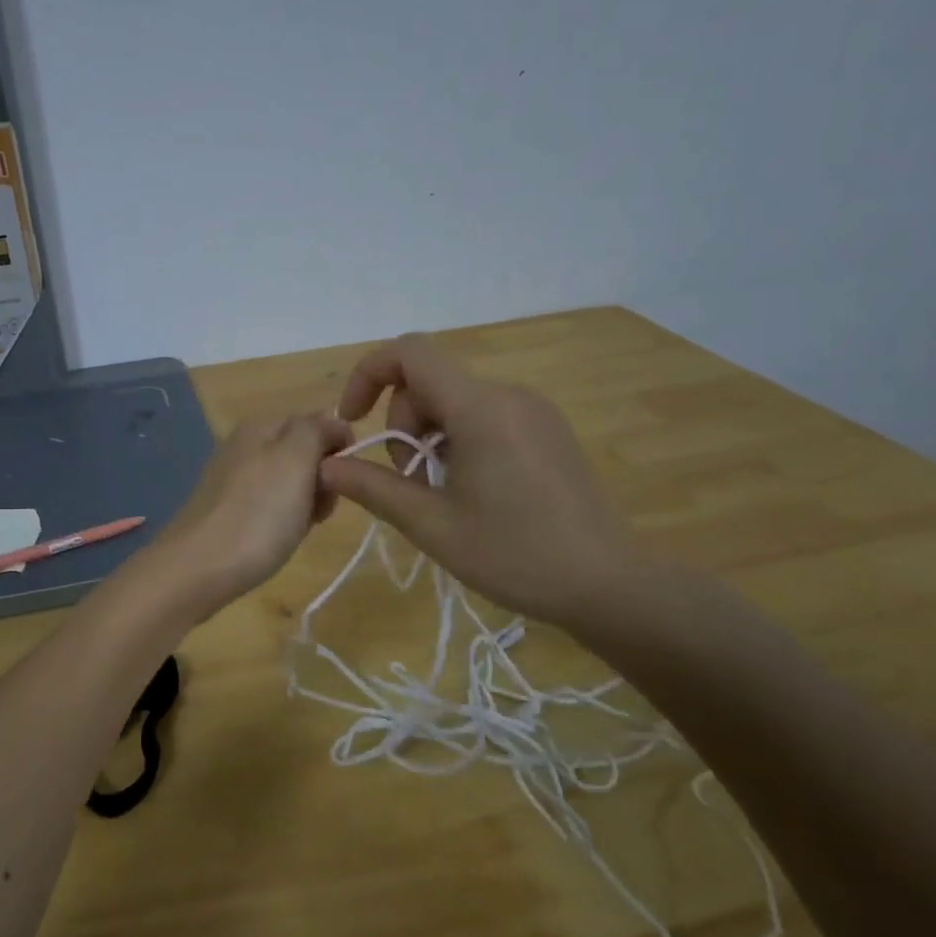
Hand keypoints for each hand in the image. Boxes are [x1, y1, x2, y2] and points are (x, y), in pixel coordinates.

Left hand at [142, 412, 353, 620]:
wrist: (197, 569)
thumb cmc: (257, 514)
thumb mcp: (295, 459)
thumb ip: (317, 429)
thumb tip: (332, 423)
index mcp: (261, 425)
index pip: (319, 423)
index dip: (339, 450)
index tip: (340, 481)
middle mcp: (244, 445)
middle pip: (304, 454)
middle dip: (322, 481)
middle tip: (318, 510)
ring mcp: (233, 479)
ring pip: (290, 483)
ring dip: (305, 504)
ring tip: (296, 529)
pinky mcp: (226, 510)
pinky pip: (270, 506)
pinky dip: (282, 521)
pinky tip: (276, 540)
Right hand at [318, 334, 647, 630]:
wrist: (608, 583)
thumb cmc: (515, 555)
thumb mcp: (432, 525)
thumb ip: (373, 488)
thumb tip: (327, 466)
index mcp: (480, 408)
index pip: (410, 353)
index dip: (368, 374)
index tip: (353, 420)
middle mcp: (508, 395)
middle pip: (429, 383)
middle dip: (402, 426)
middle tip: (409, 485)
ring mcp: (533, 410)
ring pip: (455, 401)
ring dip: (429, 438)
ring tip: (440, 494)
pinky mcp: (547, 430)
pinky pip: (485, 416)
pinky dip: (458, 441)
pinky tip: (470, 491)